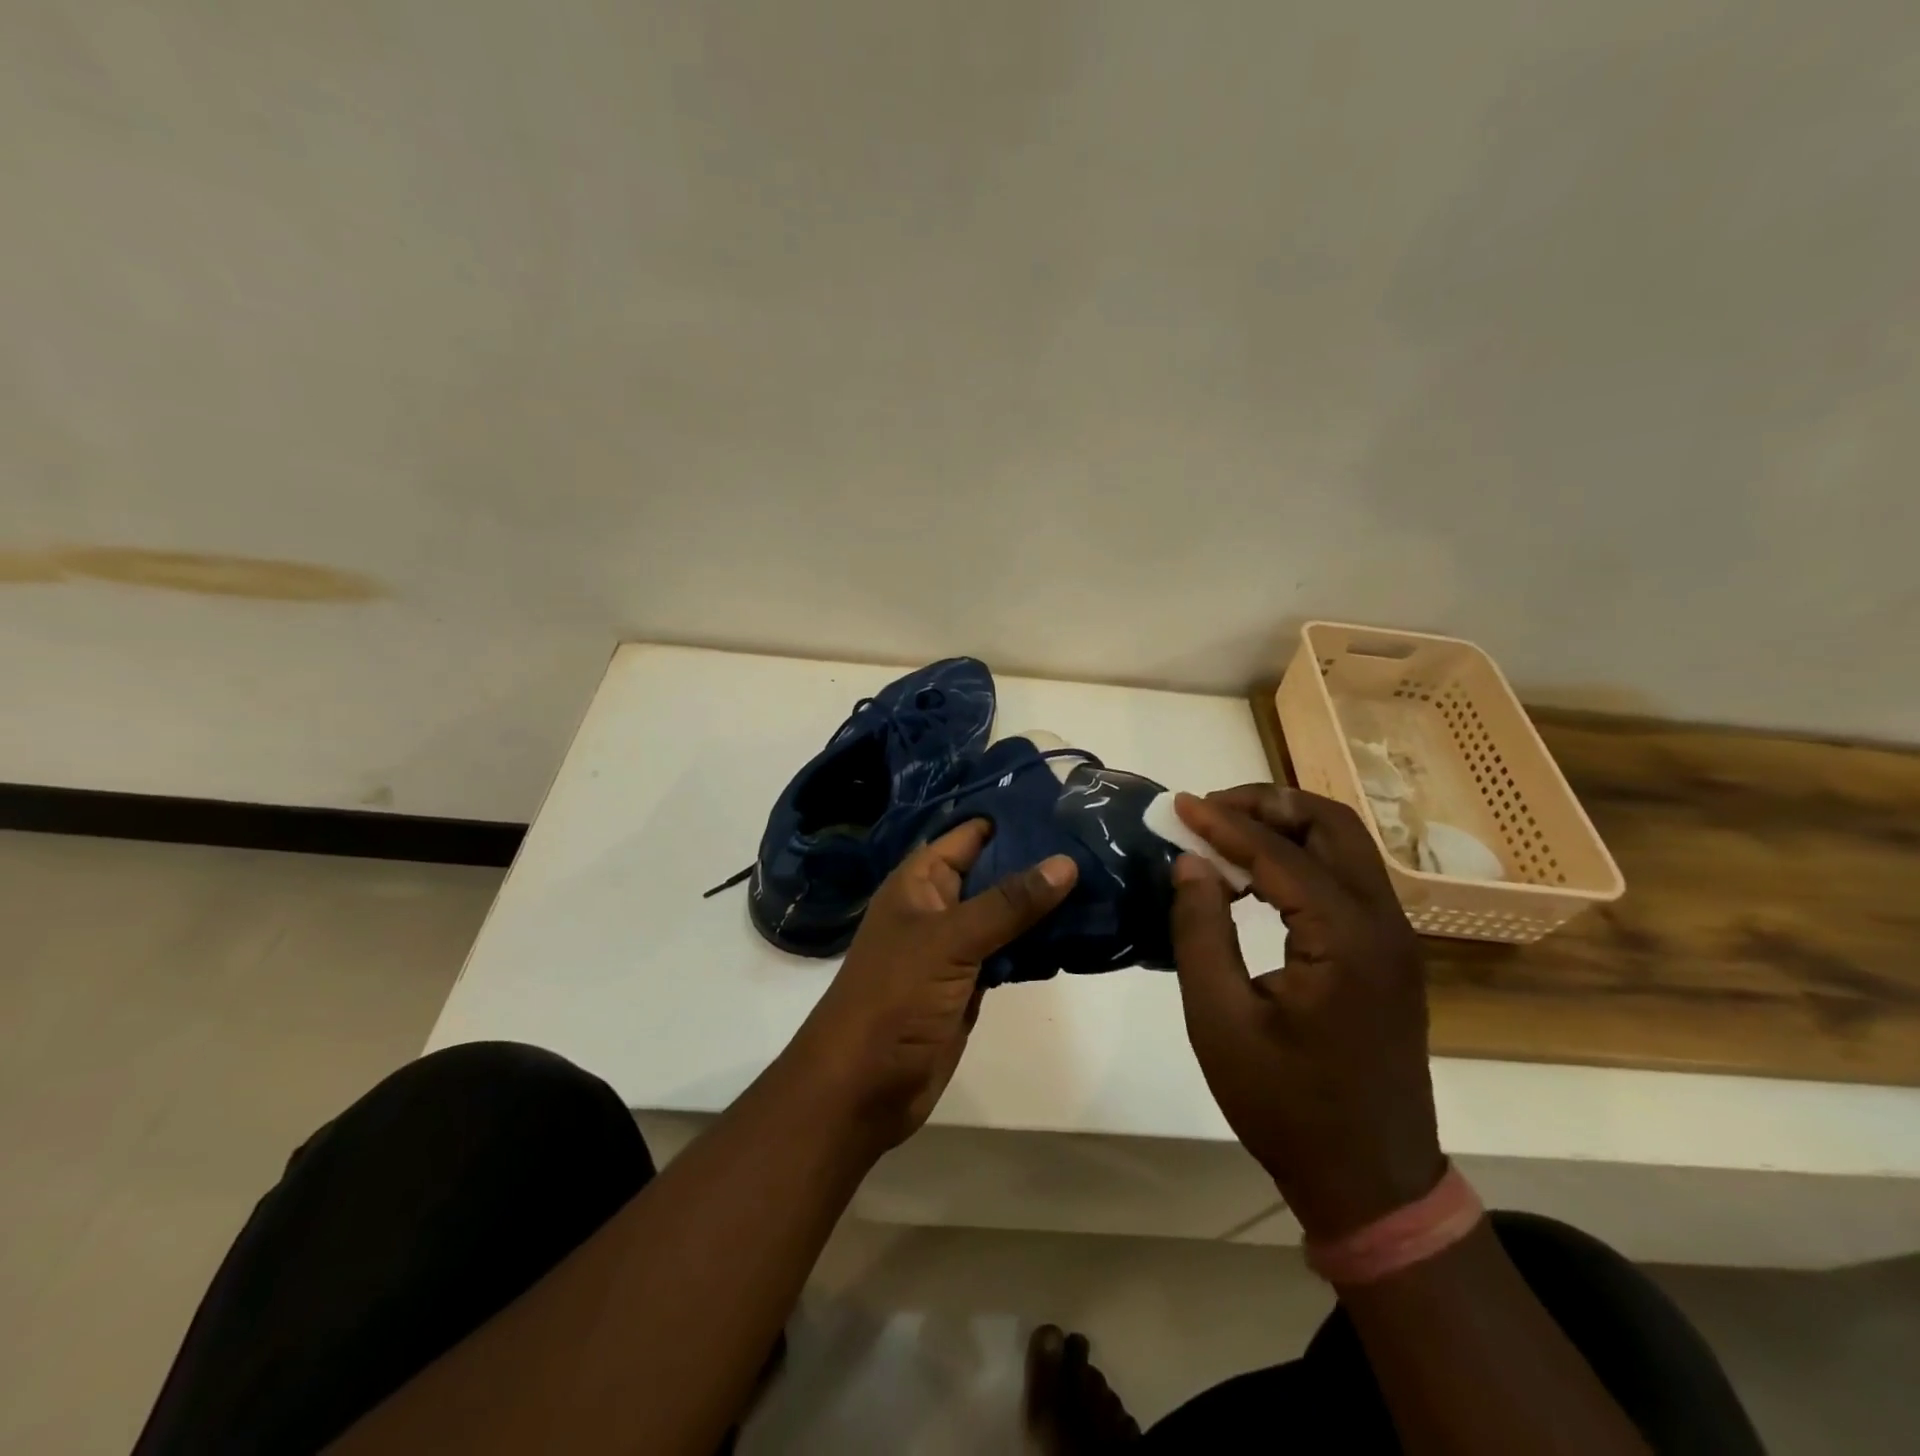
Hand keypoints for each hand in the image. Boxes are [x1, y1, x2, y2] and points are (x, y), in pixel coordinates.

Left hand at [788, 820, 1076, 1150]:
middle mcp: (939, 905)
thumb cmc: (895, 997)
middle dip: (1039, 861)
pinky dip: (1040, 943)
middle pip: (994, 872)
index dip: (1013, 818)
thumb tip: (1065, 862)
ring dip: (1045, 903)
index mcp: (921, 881)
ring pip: (1007, 913)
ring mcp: (956, 946)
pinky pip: (1011, 951)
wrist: (862, 1087)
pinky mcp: (972, 982)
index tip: (1068, 806)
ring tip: (1104, 880)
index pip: (971, 834)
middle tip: (1100, 844)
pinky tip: (1081, 933)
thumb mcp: (950, 940)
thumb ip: (1008, 903)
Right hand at [1169, 785, 1444, 1240]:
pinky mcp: (1388, 956)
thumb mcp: (1221, 1020)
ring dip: (1286, 827)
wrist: (1370, 1183)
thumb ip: (1200, 931)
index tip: (1179, 805)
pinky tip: (1255, 879)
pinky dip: (1300, 860)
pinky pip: (1345, 880)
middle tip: (1210, 811)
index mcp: (1347, 938)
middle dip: (1268, 805)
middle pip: (1332, 826)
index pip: (1280, 853)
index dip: (1224, 823)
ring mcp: (1394, 939)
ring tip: (1224, 835)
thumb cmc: (1286, 1106)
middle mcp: (1384, 924)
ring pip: (1345, 847)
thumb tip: (1190, 863)